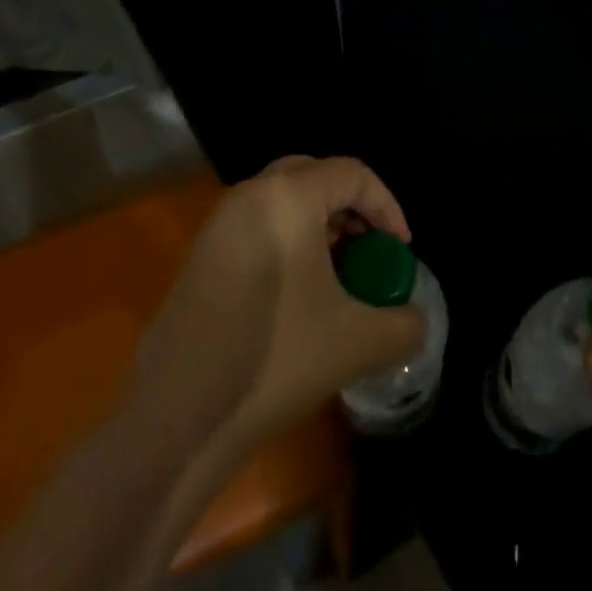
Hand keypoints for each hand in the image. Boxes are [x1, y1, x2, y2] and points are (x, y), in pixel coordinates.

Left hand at [131, 156, 424, 452]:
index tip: (401, 251)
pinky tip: (300, 297)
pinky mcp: (200, 258)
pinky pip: (257, 229)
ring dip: (319, 227)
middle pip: (314, 177)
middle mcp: (249, 197)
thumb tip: (413, 320)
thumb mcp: (361, 342)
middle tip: (369, 249)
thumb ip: (405, 323)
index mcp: (287, 198)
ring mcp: (217, 226)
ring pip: (282, 204)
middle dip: (351, 208)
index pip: (353, 174)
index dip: (388, 207)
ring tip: (340, 276)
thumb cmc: (278, 358)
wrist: (177, 415)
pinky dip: (288, 244)